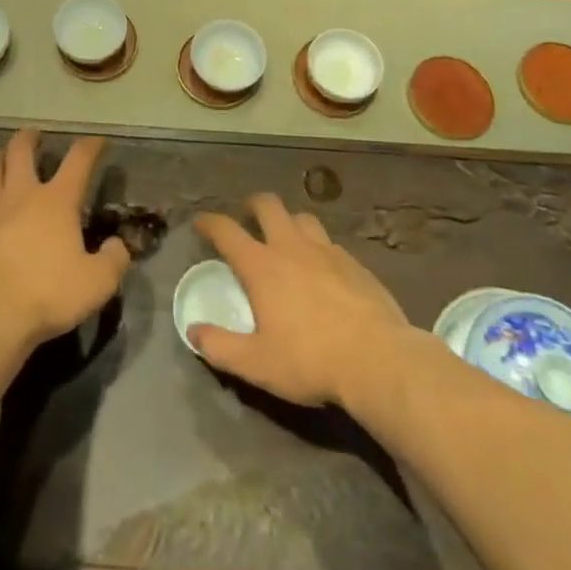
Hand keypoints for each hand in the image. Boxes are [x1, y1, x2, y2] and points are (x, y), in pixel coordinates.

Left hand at [0, 129, 131, 356]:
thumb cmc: (47, 296)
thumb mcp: (98, 284)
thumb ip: (114, 260)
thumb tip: (118, 245)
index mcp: (57, 201)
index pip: (79, 159)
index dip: (90, 146)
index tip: (97, 141)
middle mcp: (21, 193)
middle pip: (21, 149)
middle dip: (30, 138)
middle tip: (35, 137)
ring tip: (3, 160)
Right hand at [191, 193, 409, 408]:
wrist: (378, 360)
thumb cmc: (310, 360)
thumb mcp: (257, 364)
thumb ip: (220, 347)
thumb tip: (193, 332)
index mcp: (262, 266)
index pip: (226, 231)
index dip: (209, 222)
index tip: (201, 222)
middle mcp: (291, 247)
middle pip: (268, 205)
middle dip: (253, 205)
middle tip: (248, 217)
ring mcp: (327, 251)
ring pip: (302, 218)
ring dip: (289, 222)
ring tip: (287, 239)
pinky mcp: (355, 263)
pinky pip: (330, 243)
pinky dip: (319, 248)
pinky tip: (323, 269)